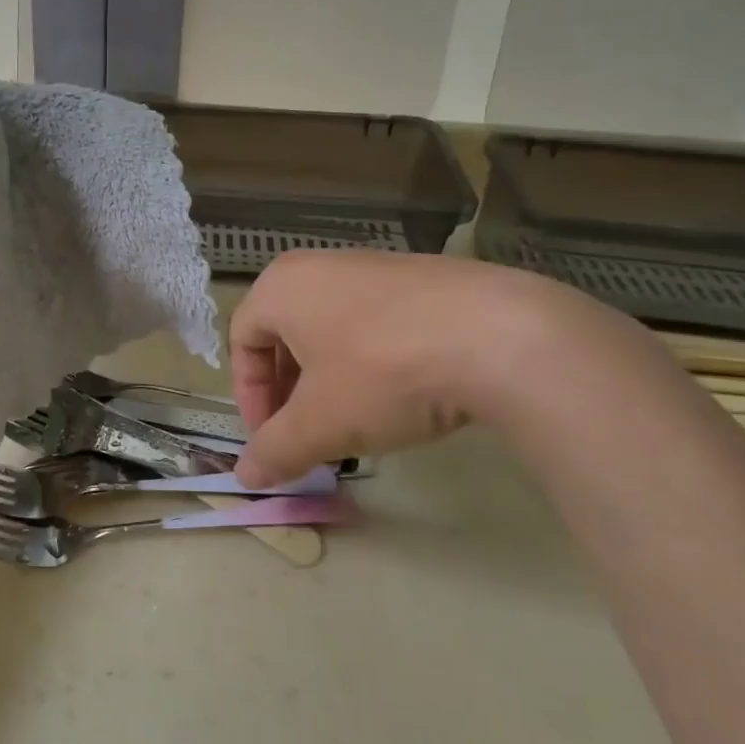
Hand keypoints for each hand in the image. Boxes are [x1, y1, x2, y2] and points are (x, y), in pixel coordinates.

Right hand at [228, 250, 617, 486]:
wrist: (502, 336)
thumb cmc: (383, 373)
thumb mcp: (319, 424)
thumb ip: (275, 451)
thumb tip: (245, 477)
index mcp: (282, 287)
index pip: (242, 343)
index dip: (250, 398)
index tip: (272, 440)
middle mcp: (321, 266)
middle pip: (285, 335)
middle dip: (289, 391)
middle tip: (307, 433)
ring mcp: (377, 266)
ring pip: (331, 329)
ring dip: (330, 379)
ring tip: (355, 421)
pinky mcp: (426, 277)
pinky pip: (377, 322)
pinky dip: (373, 361)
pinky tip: (403, 395)